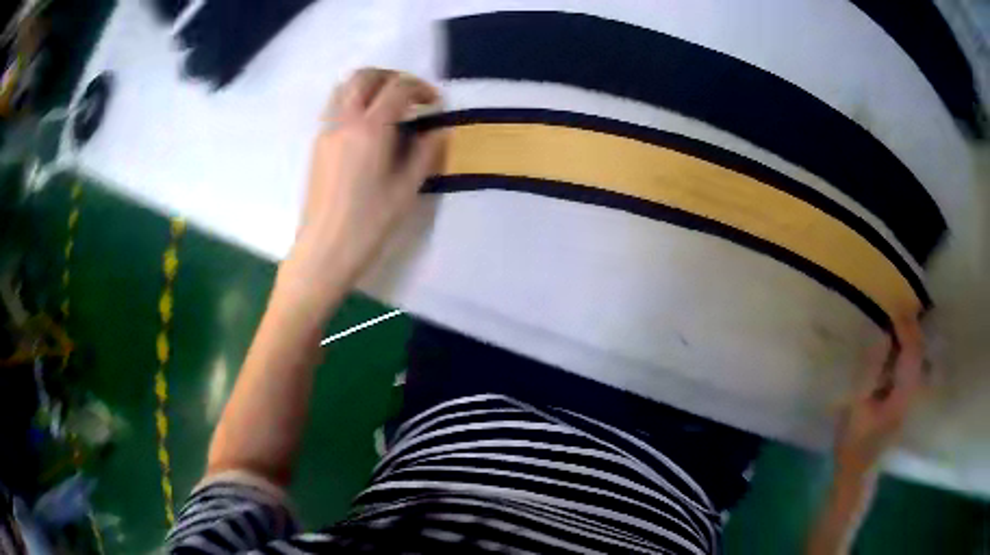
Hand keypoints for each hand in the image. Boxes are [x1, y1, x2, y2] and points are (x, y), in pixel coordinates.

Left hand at [281, 68, 445, 303]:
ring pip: (344, 87)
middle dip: (391, 76)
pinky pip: (334, 105)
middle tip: (410, 94)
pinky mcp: (317, 144)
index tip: (435, 103)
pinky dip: (353, 100)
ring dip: (369, 85)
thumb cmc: (369, 224)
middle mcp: (344, 121)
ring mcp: (326, 131)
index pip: (398, 89)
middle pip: (365, 77)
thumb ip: (426, 153)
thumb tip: (438, 131)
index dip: (421, 89)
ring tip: (388, 103)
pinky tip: (367, 124)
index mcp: (370, 130)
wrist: (324, 250)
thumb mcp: (406, 190)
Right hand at [833, 314, 928, 479]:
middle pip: (919, 352)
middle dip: (912, 328)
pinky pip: (913, 367)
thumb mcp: (856, 408)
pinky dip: (908, 351)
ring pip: (918, 358)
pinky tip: (899, 347)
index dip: (906, 329)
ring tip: (900, 322)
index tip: (894, 310)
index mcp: (902, 394)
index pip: (912, 353)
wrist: (858, 470)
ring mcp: (910, 397)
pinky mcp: (905, 399)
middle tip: (898, 309)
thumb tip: (881, 341)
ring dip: (912, 338)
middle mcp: (912, 392)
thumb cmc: (854, 442)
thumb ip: (869, 373)